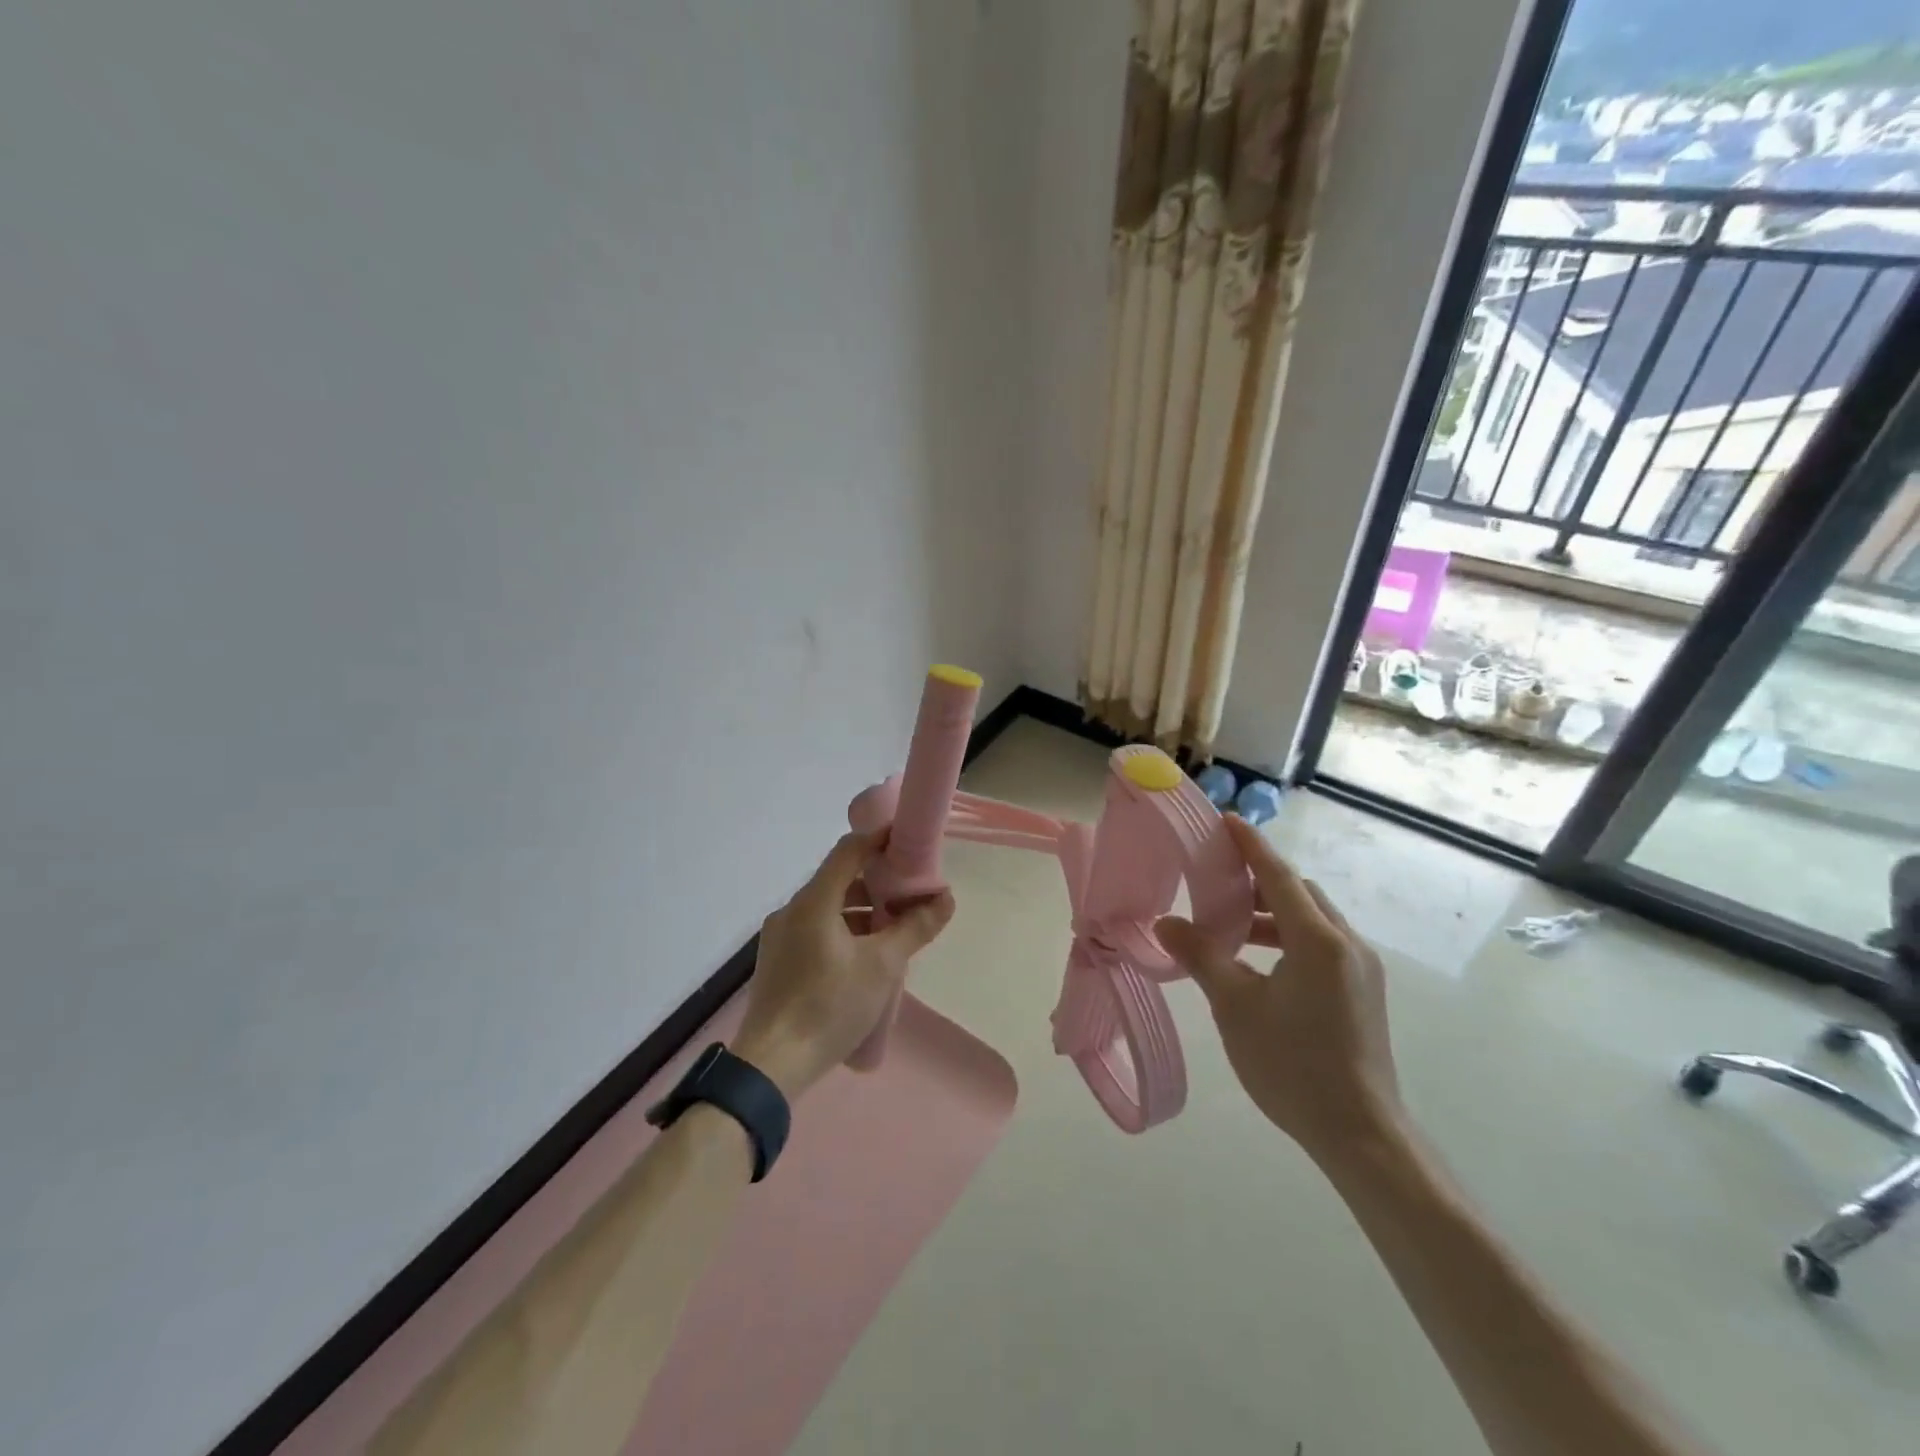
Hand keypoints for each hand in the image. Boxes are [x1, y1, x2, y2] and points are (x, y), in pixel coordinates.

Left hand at [734, 829, 955, 1099]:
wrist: (771, 1065)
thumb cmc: (830, 1006)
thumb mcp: (883, 966)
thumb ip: (915, 928)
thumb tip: (946, 898)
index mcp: (813, 901)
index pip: (849, 850)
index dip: (879, 839)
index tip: (908, 841)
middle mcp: (791, 910)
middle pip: (839, 879)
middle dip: (877, 883)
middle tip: (910, 894)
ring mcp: (779, 936)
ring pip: (827, 907)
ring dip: (861, 911)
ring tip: (893, 931)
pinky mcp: (777, 960)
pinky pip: (815, 929)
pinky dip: (843, 930)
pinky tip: (864, 957)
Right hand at [1155, 816, 1401, 1163]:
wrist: (1361, 1134)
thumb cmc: (1292, 1065)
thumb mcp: (1235, 1006)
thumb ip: (1201, 956)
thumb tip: (1165, 923)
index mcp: (1318, 940)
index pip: (1279, 876)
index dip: (1251, 846)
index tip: (1227, 821)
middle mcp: (1347, 944)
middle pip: (1299, 893)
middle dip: (1258, 882)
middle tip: (1215, 882)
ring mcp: (1361, 969)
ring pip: (1312, 920)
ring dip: (1272, 913)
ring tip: (1229, 928)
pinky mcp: (1363, 992)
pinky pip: (1322, 944)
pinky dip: (1288, 938)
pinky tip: (1259, 963)